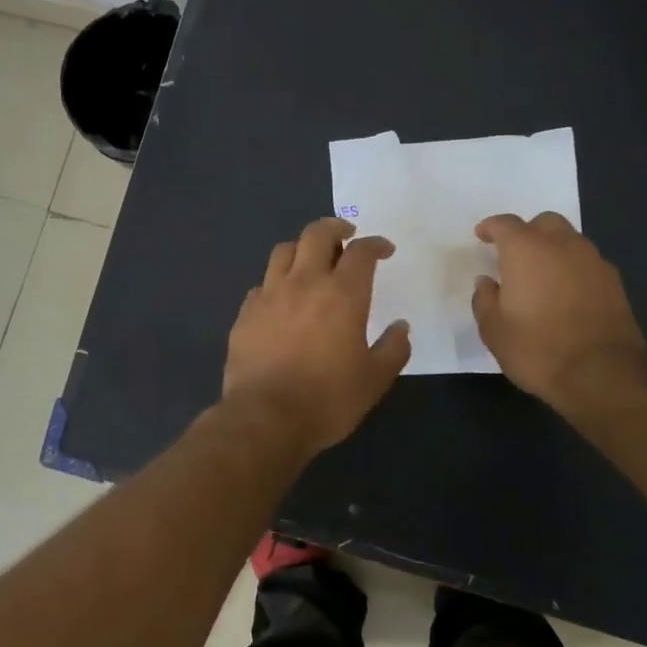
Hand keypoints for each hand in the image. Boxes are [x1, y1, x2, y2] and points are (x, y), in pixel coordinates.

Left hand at [224, 217, 411, 453]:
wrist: (265, 419)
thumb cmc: (328, 400)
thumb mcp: (374, 380)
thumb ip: (393, 349)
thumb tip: (401, 327)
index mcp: (342, 294)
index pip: (361, 252)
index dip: (375, 244)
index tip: (384, 249)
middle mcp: (304, 283)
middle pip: (317, 234)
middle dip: (335, 228)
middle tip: (346, 237)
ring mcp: (270, 295)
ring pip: (284, 250)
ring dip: (302, 248)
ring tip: (311, 261)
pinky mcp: (245, 313)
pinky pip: (262, 284)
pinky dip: (276, 282)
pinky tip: (282, 299)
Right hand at [471, 212, 646, 411]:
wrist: (602, 375)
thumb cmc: (537, 350)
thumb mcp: (494, 330)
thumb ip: (485, 299)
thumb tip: (487, 282)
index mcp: (526, 250)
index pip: (505, 224)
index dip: (491, 227)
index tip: (482, 236)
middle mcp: (562, 245)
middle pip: (544, 222)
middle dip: (527, 232)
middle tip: (514, 255)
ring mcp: (593, 261)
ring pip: (570, 240)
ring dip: (553, 249)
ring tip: (542, 275)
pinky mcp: (614, 282)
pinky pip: (587, 262)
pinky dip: (573, 268)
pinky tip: (567, 293)